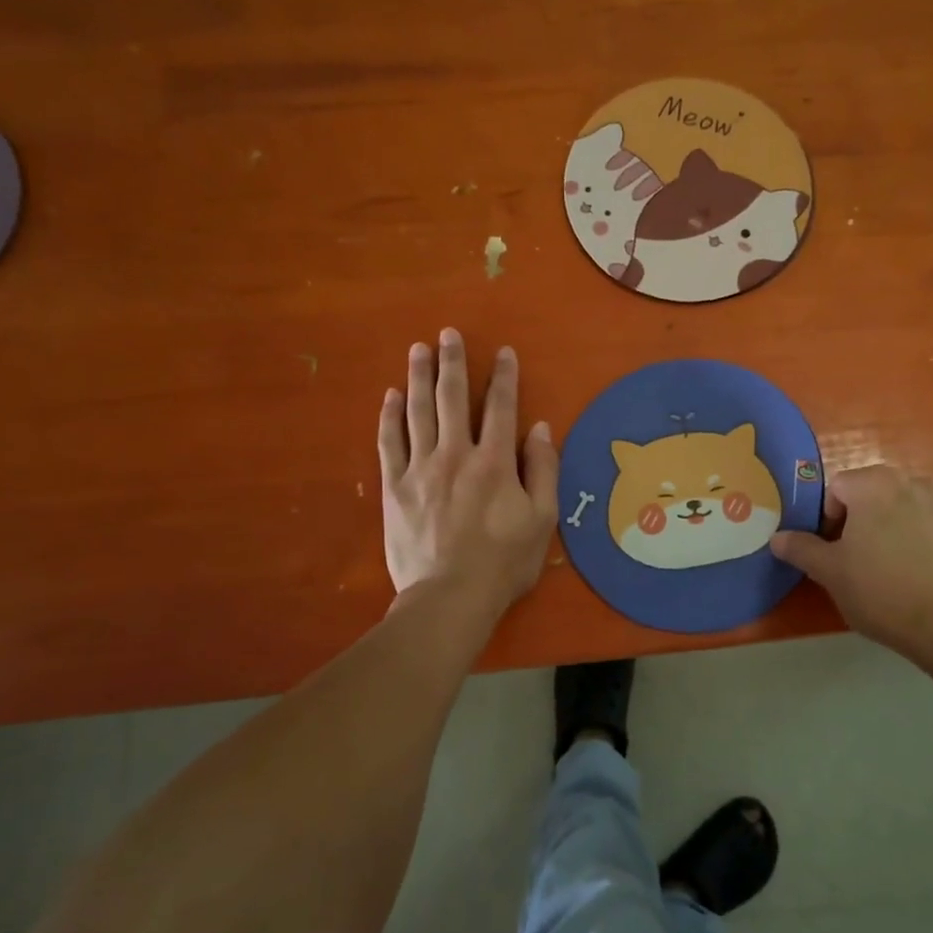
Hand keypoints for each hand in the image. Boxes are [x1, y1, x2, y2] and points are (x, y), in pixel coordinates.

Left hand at [378, 329, 557, 614]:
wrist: (449, 598)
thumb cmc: (504, 562)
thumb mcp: (542, 519)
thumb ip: (543, 469)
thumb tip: (539, 427)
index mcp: (496, 462)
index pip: (501, 407)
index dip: (504, 376)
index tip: (503, 352)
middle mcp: (456, 454)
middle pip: (453, 398)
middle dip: (453, 363)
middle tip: (447, 334)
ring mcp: (420, 469)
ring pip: (419, 412)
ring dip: (419, 377)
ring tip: (418, 349)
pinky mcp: (394, 487)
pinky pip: (389, 442)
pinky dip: (390, 416)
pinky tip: (391, 396)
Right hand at [770, 465, 932, 656]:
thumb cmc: (880, 590)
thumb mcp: (829, 571)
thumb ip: (800, 548)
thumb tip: (777, 538)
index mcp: (873, 483)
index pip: (836, 489)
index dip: (826, 519)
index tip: (831, 551)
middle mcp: (909, 480)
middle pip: (867, 493)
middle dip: (855, 520)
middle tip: (852, 559)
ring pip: (896, 506)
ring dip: (884, 526)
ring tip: (883, 565)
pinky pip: (923, 521)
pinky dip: (912, 536)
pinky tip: (911, 570)